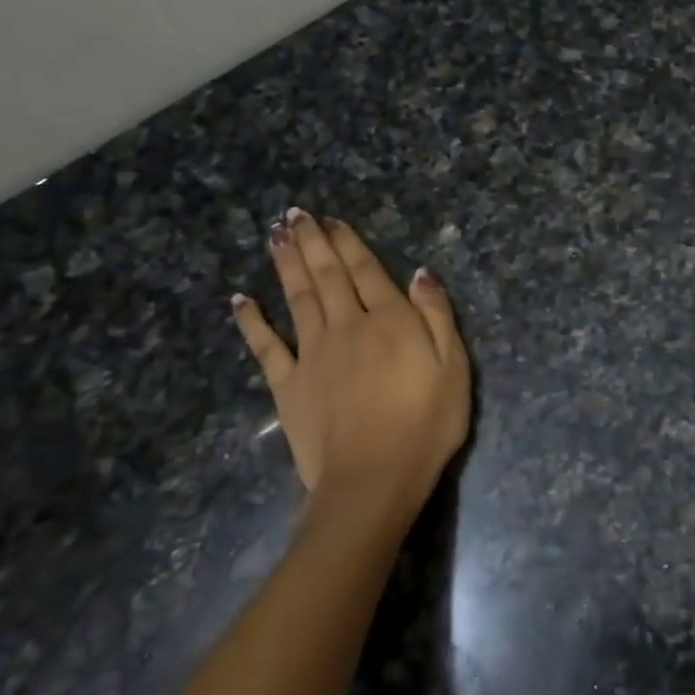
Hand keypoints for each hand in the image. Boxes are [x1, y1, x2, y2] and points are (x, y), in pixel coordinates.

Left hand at [231, 211, 470, 520]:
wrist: (373, 480)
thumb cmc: (425, 426)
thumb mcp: (454, 368)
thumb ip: (437, 317)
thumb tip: (421, 273)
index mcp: (390, 321)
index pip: (367, 271)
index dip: (349, 243)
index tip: (332, 220)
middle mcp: (347, 326)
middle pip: (327, 276)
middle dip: (312, 243)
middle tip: (294, 214)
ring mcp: (313, 354)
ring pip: (298, 298)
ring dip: (286, 265)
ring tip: (275, 236)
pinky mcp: (288, 385)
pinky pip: (266, 346)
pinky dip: (252, 321)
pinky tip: (240, 300)